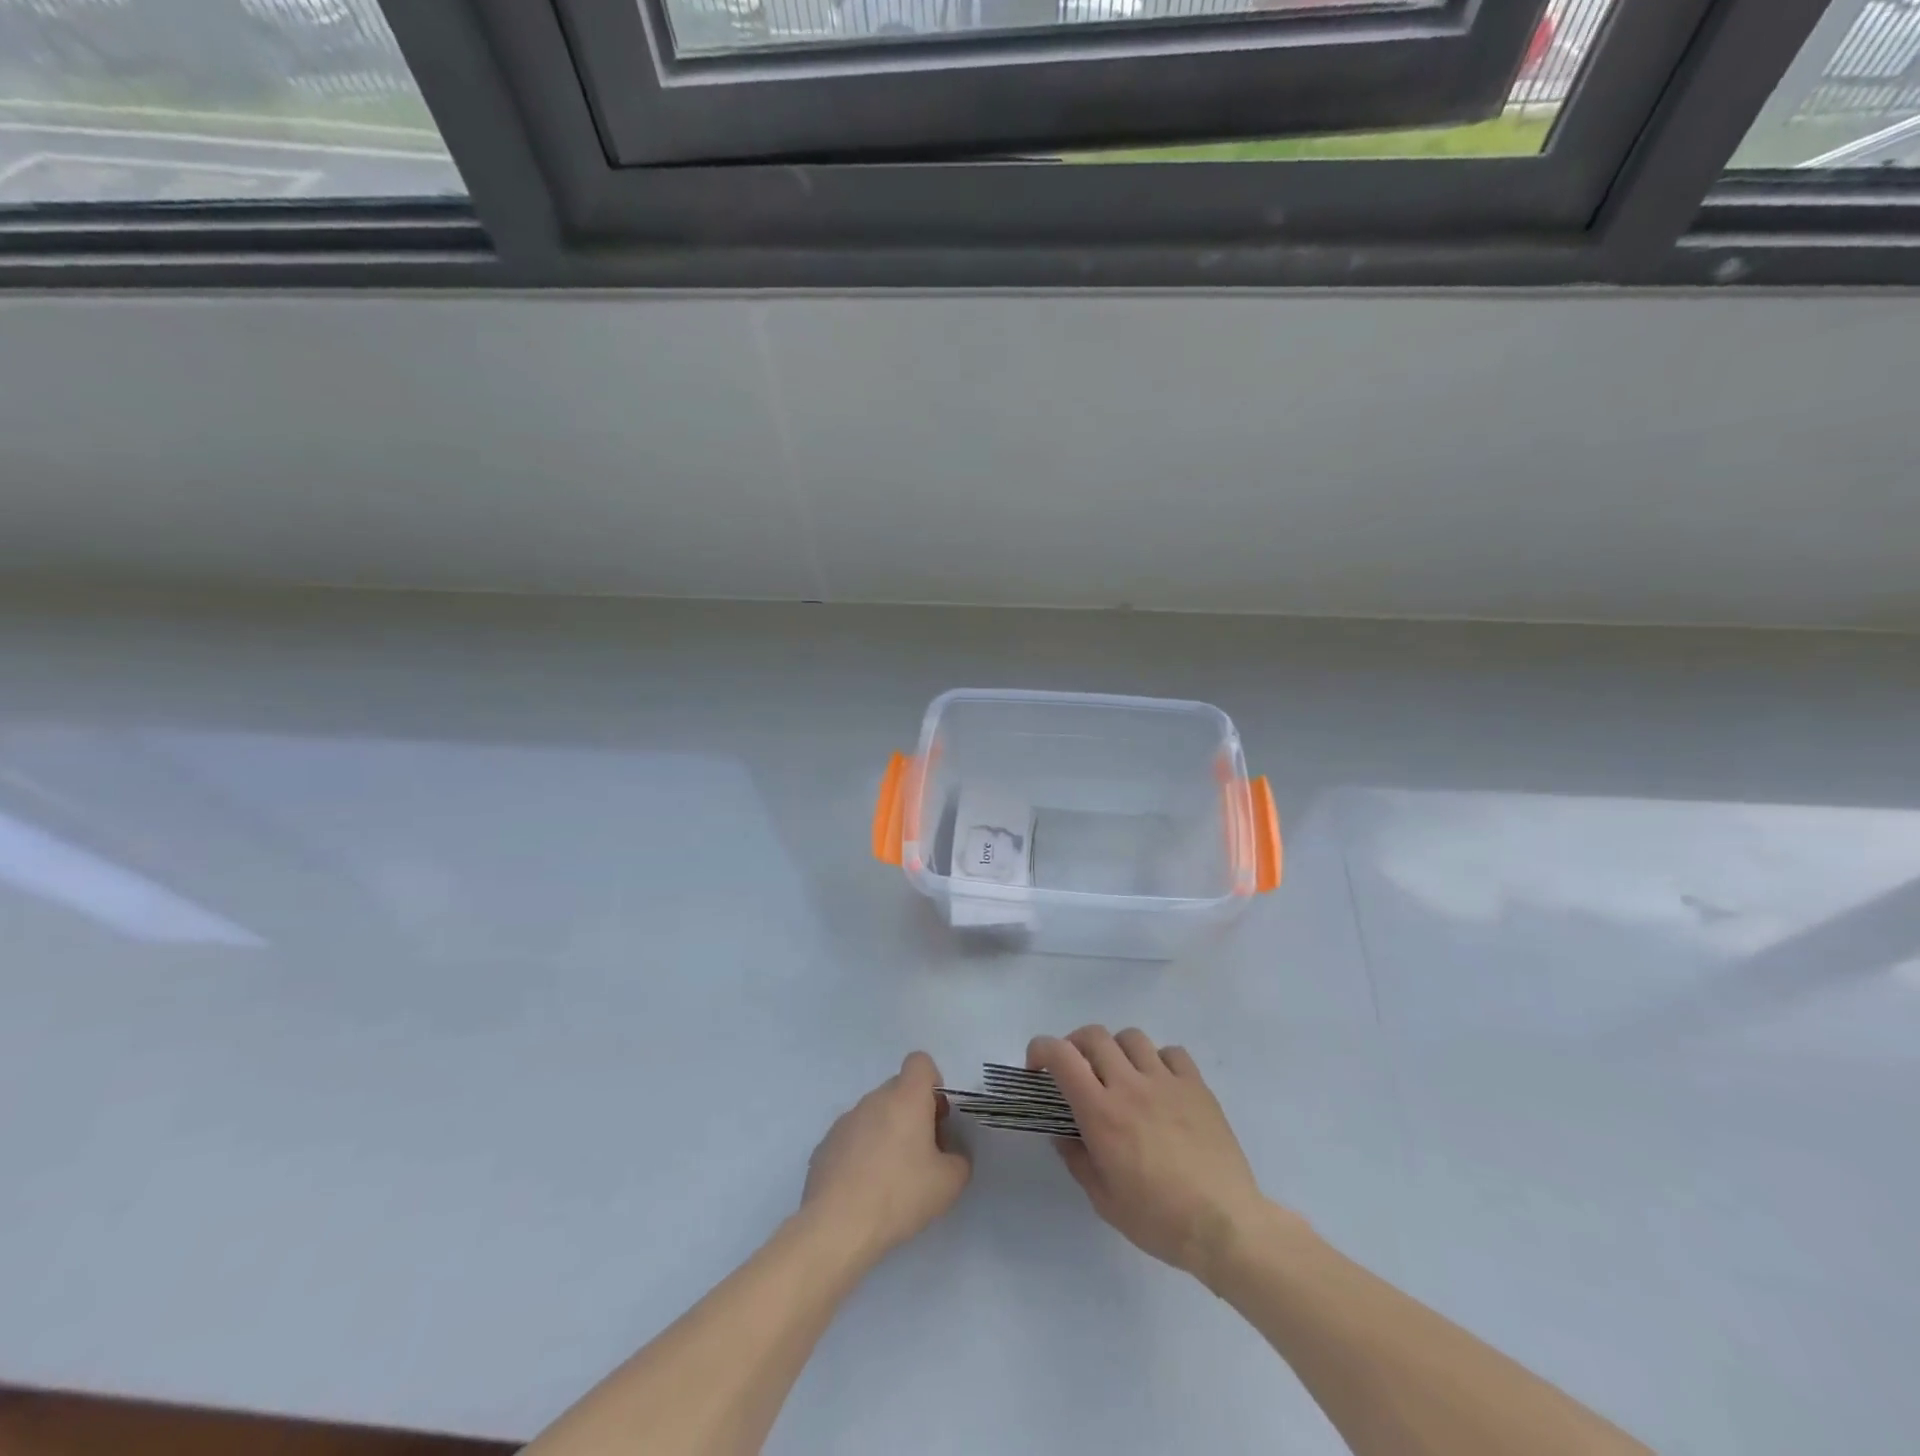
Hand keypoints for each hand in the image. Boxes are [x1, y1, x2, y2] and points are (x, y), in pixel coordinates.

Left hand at [801, 1052, 971, 1265]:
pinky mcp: (825, 1145)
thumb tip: (950, 1154)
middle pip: (899, 1090)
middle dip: (913, 1113)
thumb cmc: (899, 1195)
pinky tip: (864, 1189)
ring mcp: (846, 1120)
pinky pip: (853, 1137)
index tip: (936, 1117)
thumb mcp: (949, 1184)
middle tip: (922, 1154)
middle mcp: (874, 1099)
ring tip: (890, 1178)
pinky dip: (862, 1153)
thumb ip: (959, 1160)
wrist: (836, 1226)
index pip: (920, 1062)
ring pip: (875, 1114)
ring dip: (887, 1133)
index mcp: (906, 1098)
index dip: (933, 1083)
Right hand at [1029, 1026, 1293, 1285]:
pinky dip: (1159, 1060)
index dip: (1041, 1049)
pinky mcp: (1197, 1086)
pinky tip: (1160, 1084)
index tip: (1037, 1068)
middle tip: (1077, 1070)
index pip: (1061, 1056)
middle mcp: (1130, 1085)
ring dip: (1117, 1049)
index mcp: (1101, 1112)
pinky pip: (1172, 1052)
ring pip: (1131, 1037)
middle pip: (1093, 1035)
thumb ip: (1077, 1159)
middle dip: (1075, 1045)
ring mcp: (1166, 1081)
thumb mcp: (1104, 1200)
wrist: (1225, 1226)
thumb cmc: (1158, 1220)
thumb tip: (1063, 1134)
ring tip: (1120, 1074)